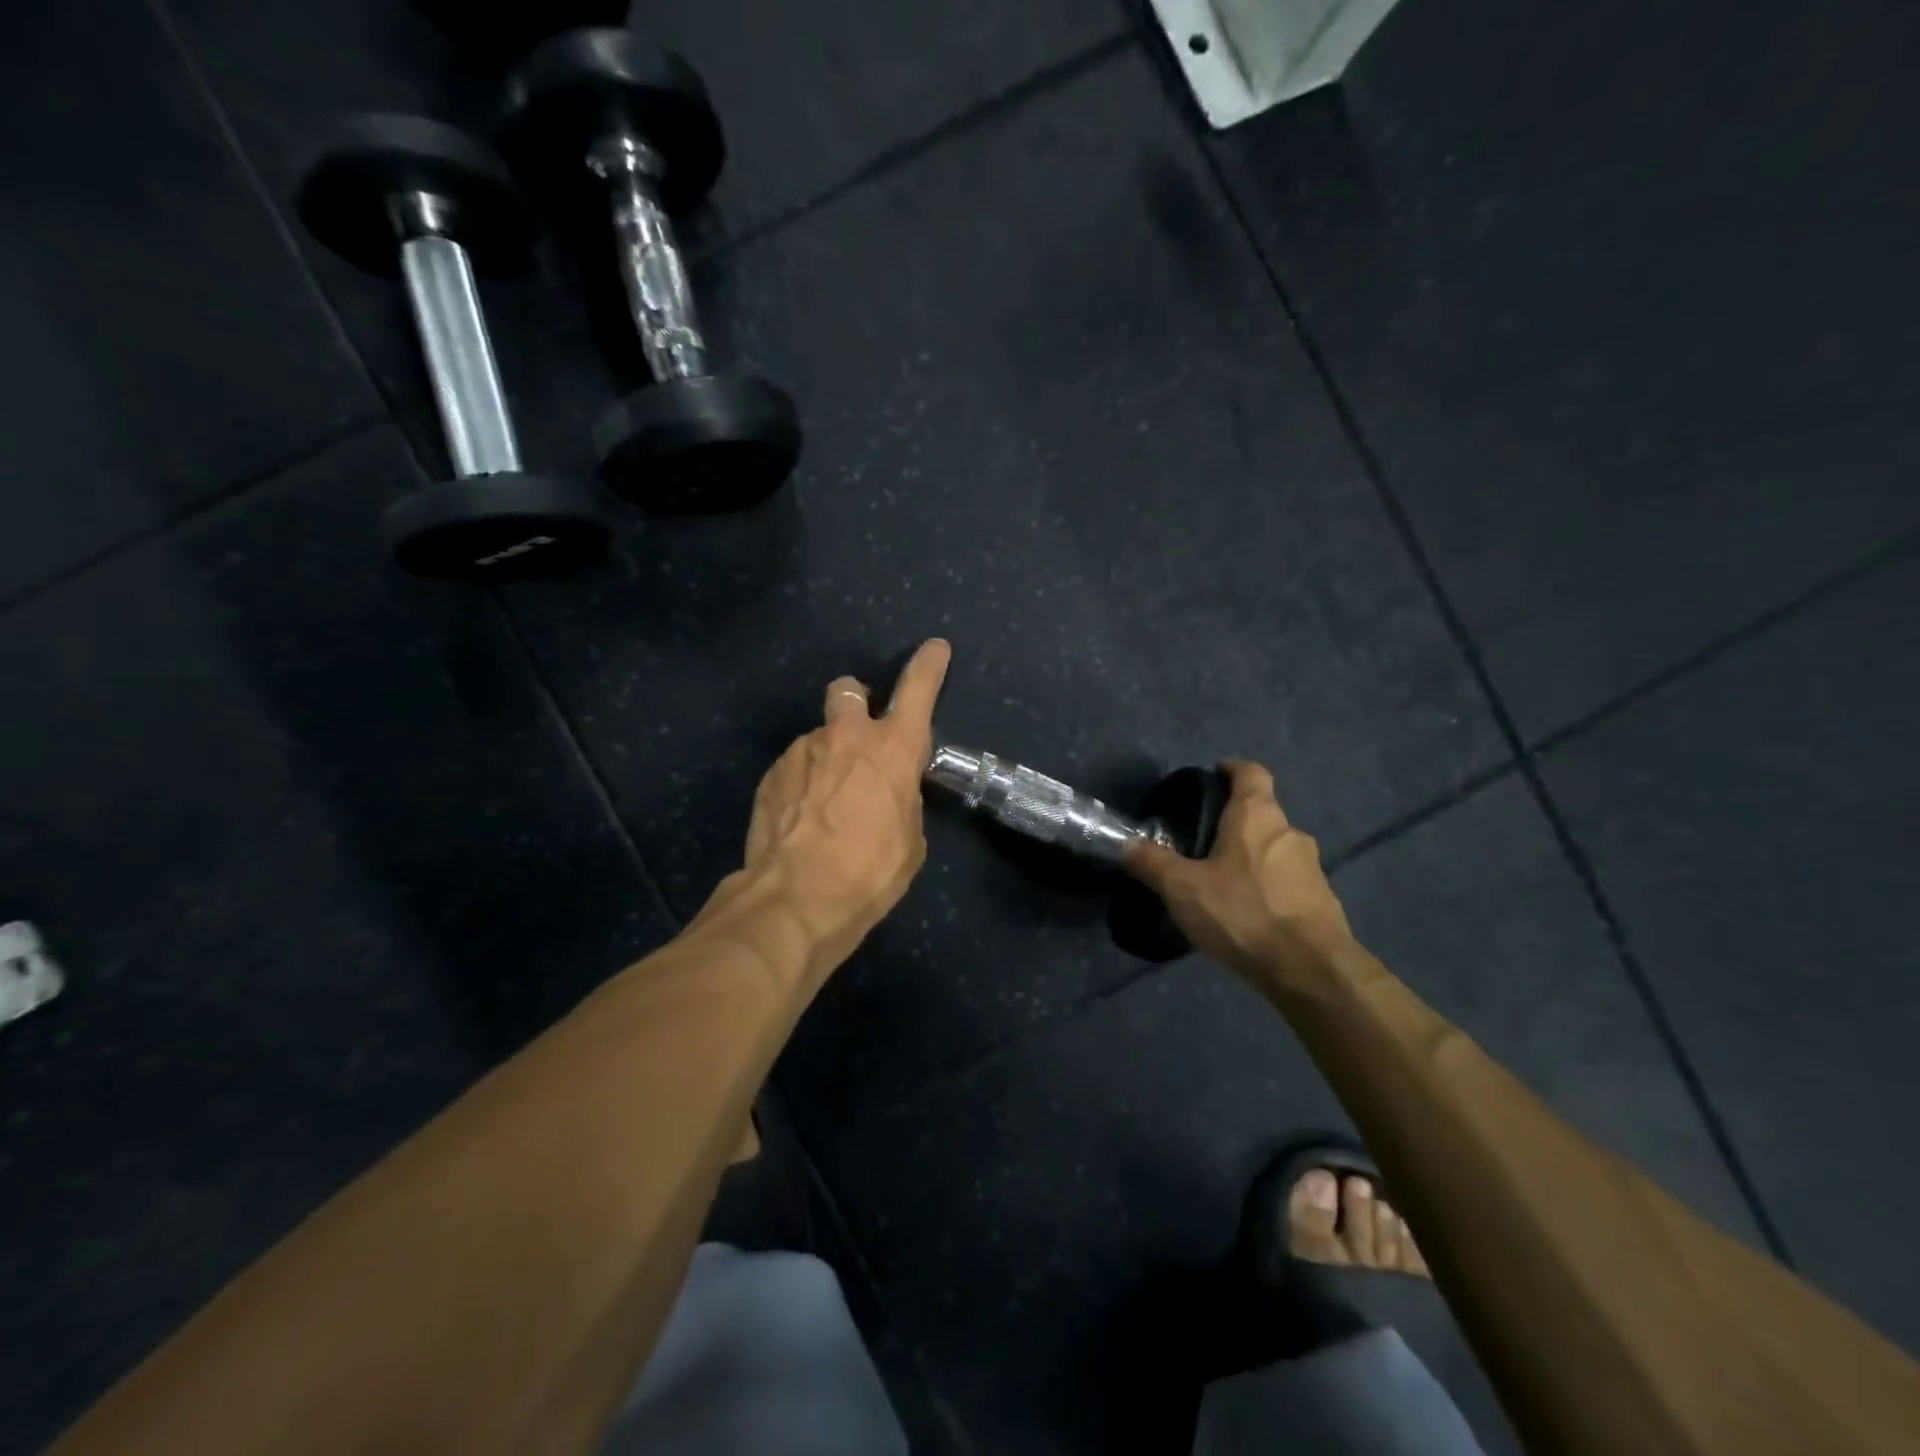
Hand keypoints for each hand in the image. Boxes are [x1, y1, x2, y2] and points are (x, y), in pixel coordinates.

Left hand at [717, 640, 951, 973]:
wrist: (796, 898)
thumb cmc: (869, 872)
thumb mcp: (908, 840)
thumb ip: (902, 800)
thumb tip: (889, 791)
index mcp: (892, 749)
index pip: (918, 690)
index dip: (929, 665)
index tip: (935, 648)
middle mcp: (846, 737)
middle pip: (848, 688)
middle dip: (855, 700)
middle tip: (857, 733)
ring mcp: (802, 751)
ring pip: (818, 738)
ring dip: (826, 759)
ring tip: (824, 807)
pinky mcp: (771, 774)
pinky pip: (794, 768)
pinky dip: (802, 784)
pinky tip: (801, 820)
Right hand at [1124, 761, 1354, 987]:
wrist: (1311, 970)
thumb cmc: (1243, 913)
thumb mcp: (1183, 888)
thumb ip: (1152, 863)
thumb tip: (1126, 844)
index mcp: (1257, 816)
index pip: (1251, 773)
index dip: (1232, 770)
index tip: (1214, 776)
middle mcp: (1289, 833)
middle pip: (1262, 813)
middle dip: (1235, 822)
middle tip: (1203, 841)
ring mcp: (1312, 868)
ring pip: (1276, 849)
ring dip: (1252, 857)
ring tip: (1223, 881)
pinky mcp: (1323, 901)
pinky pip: (1289, 882)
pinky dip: (1269, 888)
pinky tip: (1248, 912)